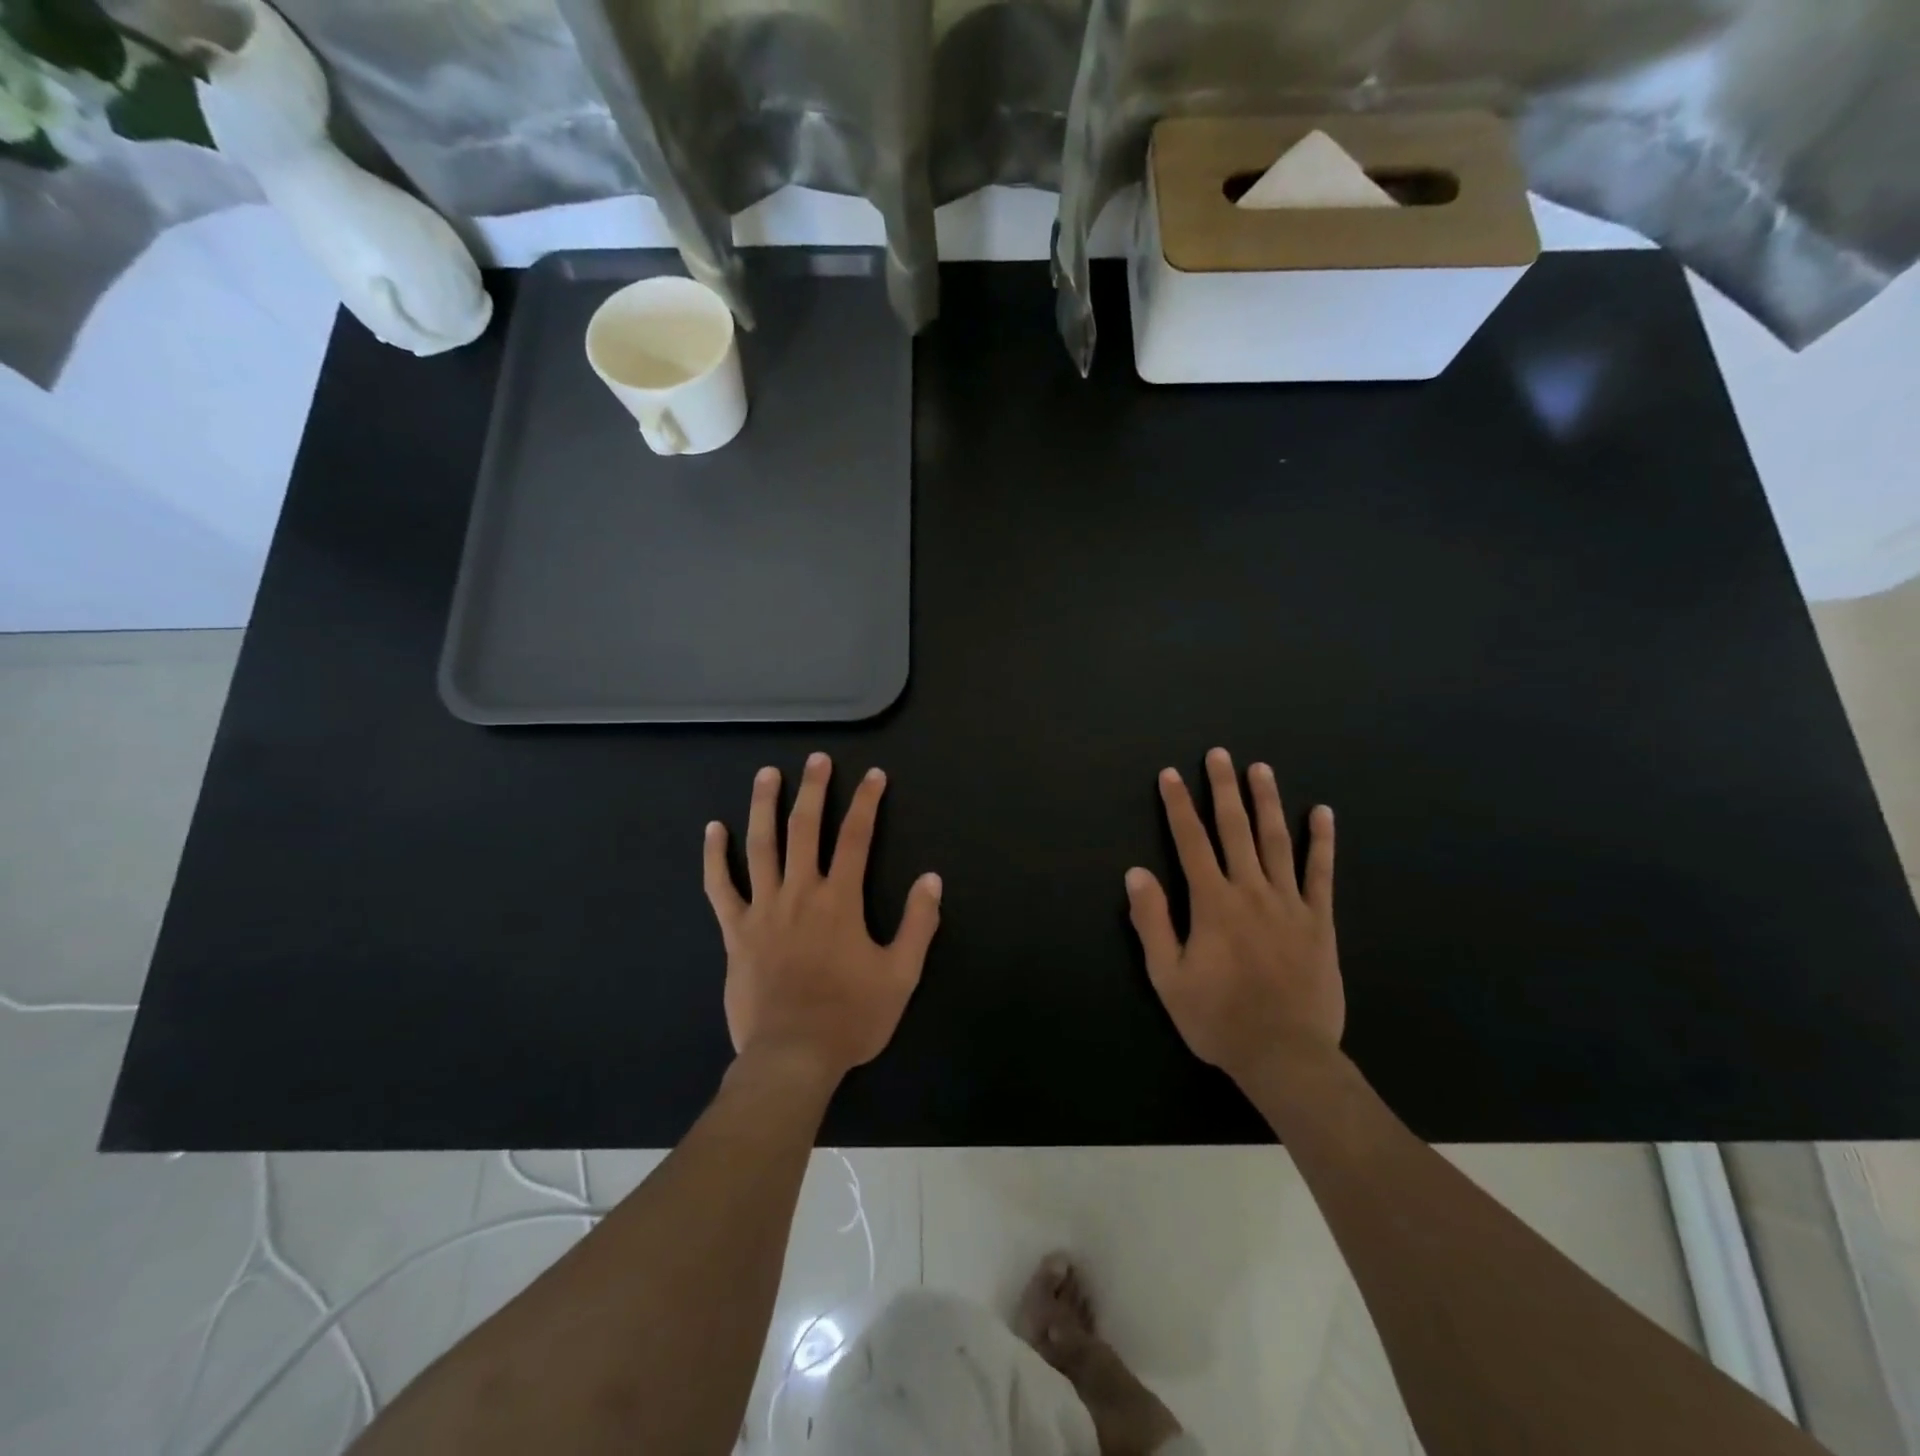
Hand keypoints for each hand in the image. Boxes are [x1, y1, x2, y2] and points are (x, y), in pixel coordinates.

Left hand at [703, 752, 942, 1081]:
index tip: (874, 775)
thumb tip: (931, 879)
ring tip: (767, 774)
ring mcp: (763, 909)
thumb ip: (918, 924)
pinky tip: (713, 828)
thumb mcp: (901, 975)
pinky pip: (720, 886)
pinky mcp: (736, 931)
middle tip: (818, 759)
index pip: (857, 838)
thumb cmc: (851, 1017)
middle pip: (806, 829)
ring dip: (764, 806)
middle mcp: (801, 893)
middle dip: (814, 790)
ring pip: (761, 846)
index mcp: (841, 901)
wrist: (791, 1056)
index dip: (868, 803)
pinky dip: (715, 856)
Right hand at [1126, 748, 1343, 1085]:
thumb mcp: (1168, 976)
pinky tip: (1322, 813)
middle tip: (1220, 754)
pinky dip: (1322, 841)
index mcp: (1212, 903)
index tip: (1171, 774)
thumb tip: (1136, 872)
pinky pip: (1321, 873)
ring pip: (1277, 841)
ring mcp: (1290, 903)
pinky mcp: (1319, 921)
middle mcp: (1251, 891)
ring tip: (1261, 769)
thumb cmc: (1219, 1018)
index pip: (1191, 841)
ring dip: (1267, 802)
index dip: (1178, 806)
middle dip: (1223, 789)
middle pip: (1235, 829)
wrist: (1286, 1055)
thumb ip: (1152, 921)